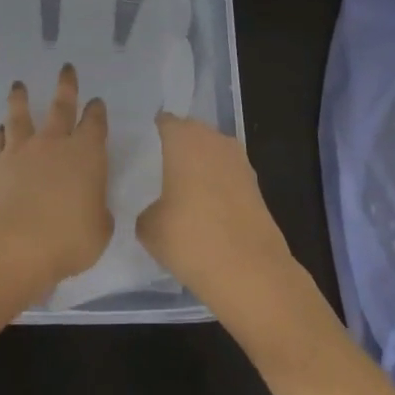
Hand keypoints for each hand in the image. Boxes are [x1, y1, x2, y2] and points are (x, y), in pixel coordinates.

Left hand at [0, 63, 112, 297]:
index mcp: (87, 155)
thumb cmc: (66, 240)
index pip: (95, 124)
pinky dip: (0, 133)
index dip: (97, 112)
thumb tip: (93, 208)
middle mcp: (54, 144)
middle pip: (61, 107)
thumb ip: (97, 214)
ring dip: (21, 99)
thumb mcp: (98, 232)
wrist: (9, 246)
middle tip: (66, 68)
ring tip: (18, 85)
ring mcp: (20, 152)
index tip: (97, 102)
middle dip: (67, 86)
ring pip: (21, 117)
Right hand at [136, 113, 298, 324]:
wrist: (250, 271)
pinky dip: (216, 186)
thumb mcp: (148, 227)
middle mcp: (214, 140)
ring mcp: (240, 161)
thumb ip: (146, 208)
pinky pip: (227, 175)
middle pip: (191, 134)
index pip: (163, 122)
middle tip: (156, 171)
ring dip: (199, 167)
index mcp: (184, 138)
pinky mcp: (256, 186)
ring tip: (179, 193)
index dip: (151, 134)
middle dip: (176, 148)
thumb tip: (156, 208)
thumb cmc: (190, 238)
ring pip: (211, 154)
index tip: (138, 151)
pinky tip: (204, 210)